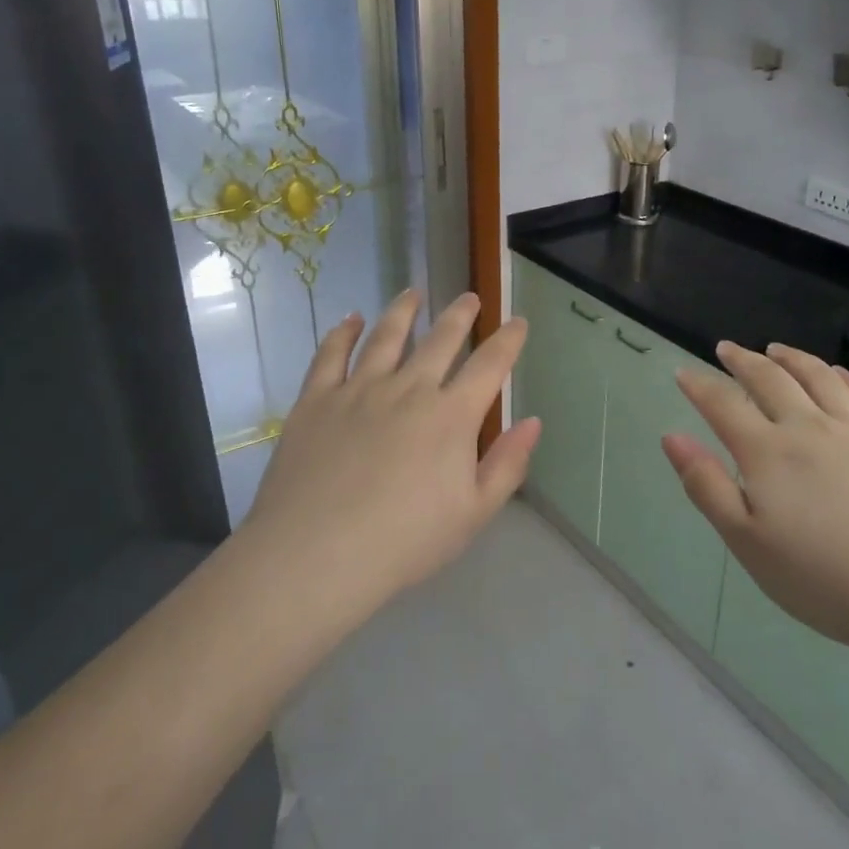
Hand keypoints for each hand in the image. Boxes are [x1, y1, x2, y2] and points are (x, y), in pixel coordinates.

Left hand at [237, 291, 539, 627]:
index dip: (508, 340)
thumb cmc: (404, 542)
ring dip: (404, 311)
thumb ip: (507, 464)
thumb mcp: (472, 514)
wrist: (316, 555)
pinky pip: (331, 354)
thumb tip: (532, 421)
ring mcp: (359, 389)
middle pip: (440, 339)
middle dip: (460, 315)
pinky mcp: (317, 399)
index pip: (490, 365)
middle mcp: (409, 389)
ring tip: (414, 293)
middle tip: (469, 298)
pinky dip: (344, 332)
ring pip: (387, 336)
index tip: (518, 322)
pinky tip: (351, 320)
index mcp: (451, 416)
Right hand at [662, 342, 848, 678]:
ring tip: (776, 349)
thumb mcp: (747, 543)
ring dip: (793, 358)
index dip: (700, 386)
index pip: (723, 405)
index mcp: (769, 452)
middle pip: (771, 380)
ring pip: (820, 378)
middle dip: (743, 361)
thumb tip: (672, 436)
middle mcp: (811, 428)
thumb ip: (707, 486)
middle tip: (727, 349)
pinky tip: (841, 374)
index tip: (683, 372)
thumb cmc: (823, 580)